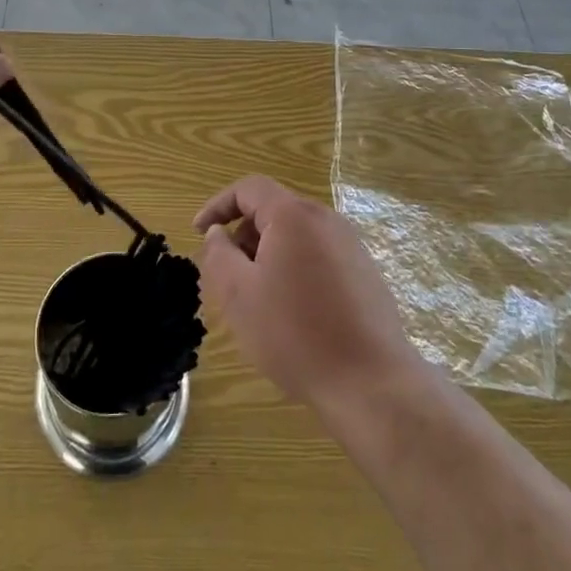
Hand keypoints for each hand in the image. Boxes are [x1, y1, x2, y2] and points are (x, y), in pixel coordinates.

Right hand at [194, 176, 421, 413]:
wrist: (371, 383)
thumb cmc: (295, 334)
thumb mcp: (239, 295)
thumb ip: (219, 254)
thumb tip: (218, 233)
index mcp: (294, 215)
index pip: (249, 188)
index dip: (218, 205)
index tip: (198, 232)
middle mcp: (326, 219)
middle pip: (274, 209)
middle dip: (244, 235)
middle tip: (228, 274)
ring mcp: (351, 245)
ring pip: (296, 234)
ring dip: (269, 254)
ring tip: (258, 297)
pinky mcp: (365, 272)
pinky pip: (319, 254)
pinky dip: (295, 267)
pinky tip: (294, 311)